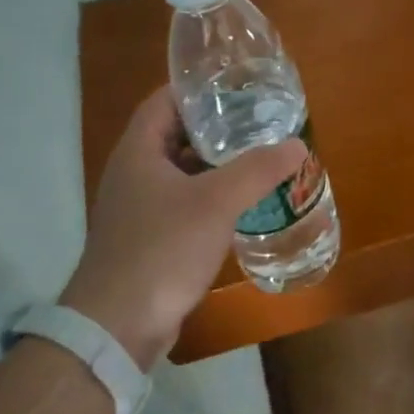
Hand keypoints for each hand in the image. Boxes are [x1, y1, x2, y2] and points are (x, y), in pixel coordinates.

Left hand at [62, 89, 306, 369]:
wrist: (117, 327)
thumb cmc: (161, 249)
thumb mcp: (216, 202)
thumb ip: (258, 170)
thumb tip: (297, 144)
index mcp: (138, 151)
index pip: (164, 101)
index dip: (197, 88)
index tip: (236, 85)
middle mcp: (132, 173)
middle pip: (175, 135)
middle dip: (215, 126)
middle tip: (257, 119)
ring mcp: (137, 208)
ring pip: (180, 171)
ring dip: (214, 164)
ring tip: (257, 156)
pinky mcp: (147, 239)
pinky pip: (182, 203)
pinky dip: (209, 195)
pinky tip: (240, 202)